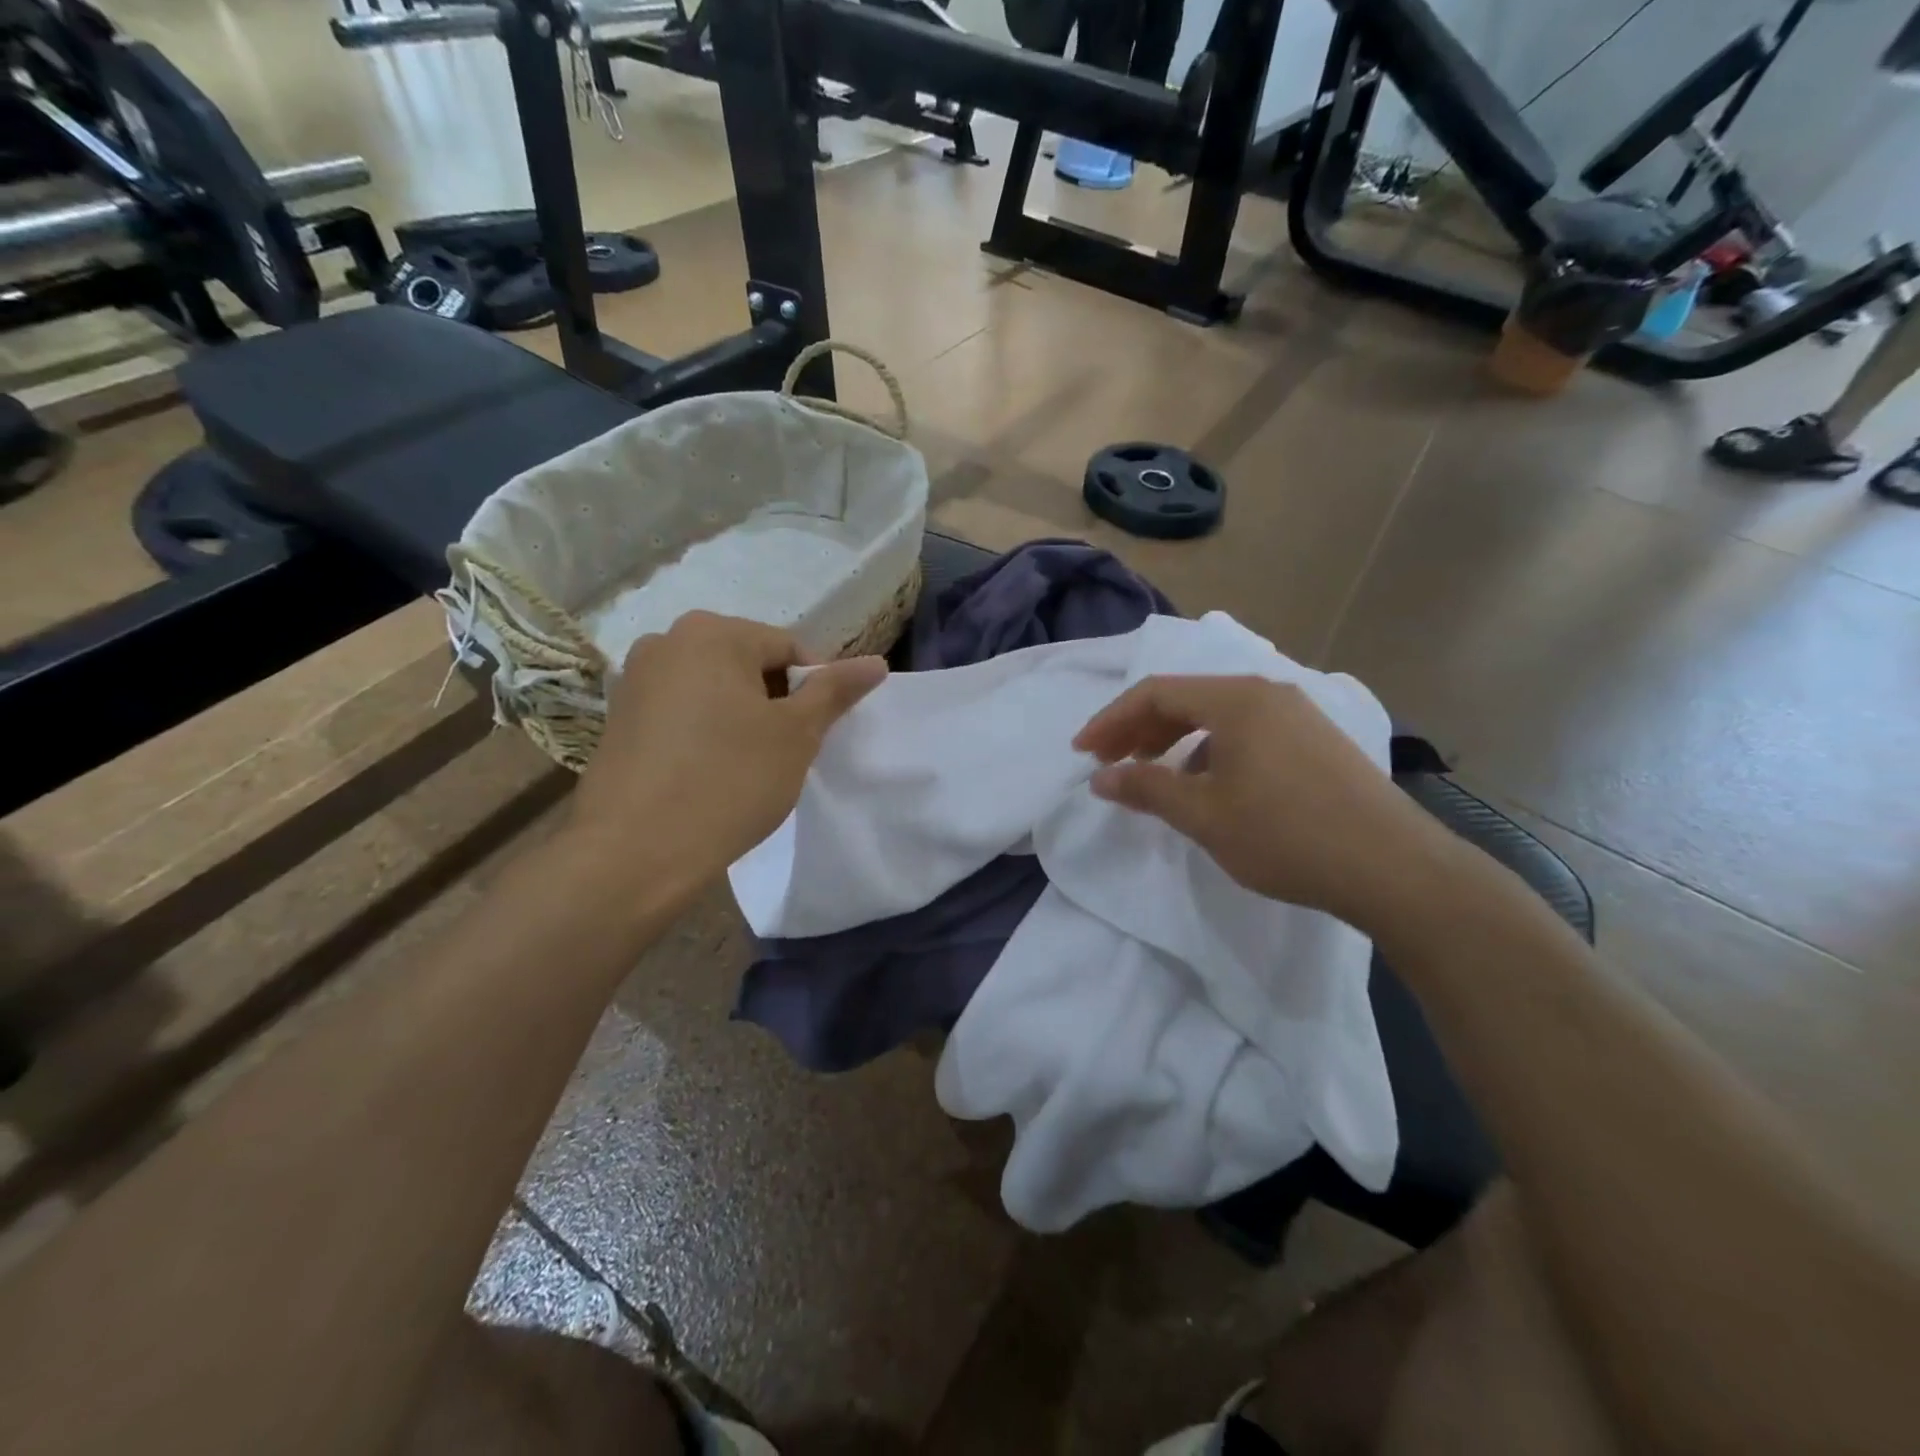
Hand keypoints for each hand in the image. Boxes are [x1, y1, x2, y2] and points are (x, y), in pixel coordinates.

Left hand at [573, 611, 886, 878]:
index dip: (814, 690)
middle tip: (786, 752)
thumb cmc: (730, 780)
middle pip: (747, 664)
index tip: (816, 734)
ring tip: (749, 766)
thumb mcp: (797, 734)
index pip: (788, 648)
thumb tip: (876, 662)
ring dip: (741, 717)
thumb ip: (836, 691)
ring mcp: (634, 680)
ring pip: (713, 690)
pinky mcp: (618, 719)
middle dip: (775, 702)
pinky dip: (705, 732)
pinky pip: (680, 713)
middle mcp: (666, 641)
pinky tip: (710, 773)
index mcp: (712, 633)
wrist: (635, 852)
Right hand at [1074, 675, 1460, 931]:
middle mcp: (1268, 693)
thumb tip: (1101, 777)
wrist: (1394, 868)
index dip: (1112, 720)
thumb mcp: (1204, 815)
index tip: (1083, 752)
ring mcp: (1298, 715)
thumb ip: (1146, 789)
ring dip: (1175, 740)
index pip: (1156, 693)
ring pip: (1217, 715)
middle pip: (1186, 698)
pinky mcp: (1316, 741)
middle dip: (1140, 729)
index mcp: (1237, 699)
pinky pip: (1246, 732)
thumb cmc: (1286, 835)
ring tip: (1154, 775)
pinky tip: (1209, 786)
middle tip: (1111, 764)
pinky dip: (1211, 750)